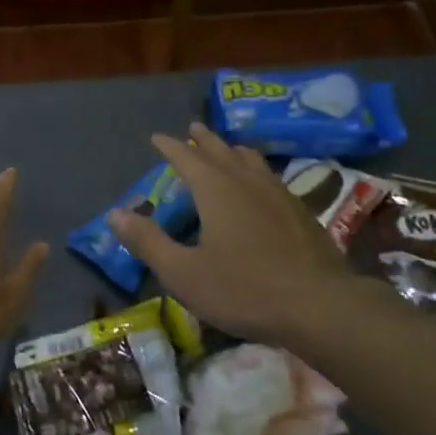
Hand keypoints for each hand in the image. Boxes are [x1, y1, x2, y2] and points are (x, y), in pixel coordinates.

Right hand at [110, 122, 352, 346]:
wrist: (320, 306)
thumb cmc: (243, 289)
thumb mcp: (183, 273)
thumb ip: (148, 241)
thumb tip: (115, 214)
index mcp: (216, 191)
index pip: (187, 158)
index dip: (170, 147)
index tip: (157, 137)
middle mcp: (247, 182)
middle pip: (222, 152)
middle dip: (204, 140)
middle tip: (193, 128)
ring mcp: (279, 195)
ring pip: (252, 162)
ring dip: (234, 151)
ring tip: (228, 148)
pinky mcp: (301, 213)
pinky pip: (272, 178)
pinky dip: (257, 170)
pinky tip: (263, 185)